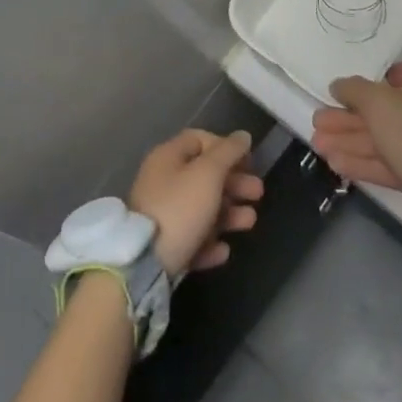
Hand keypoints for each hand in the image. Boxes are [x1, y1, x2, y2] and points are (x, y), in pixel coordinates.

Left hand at [129, 129, 262, 276]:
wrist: (144, 265)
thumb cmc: (179, 208)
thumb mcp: (208, 174)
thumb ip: (228, 153)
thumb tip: (243, 136)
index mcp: (168, 157)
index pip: (200, 140)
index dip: (226, 147)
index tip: (248, 162)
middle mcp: (162, 181)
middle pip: (204, 176)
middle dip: (234, 183)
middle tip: (258, 193)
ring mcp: (161, 215)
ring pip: (201, 209)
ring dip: (229, 213)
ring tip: (250, 222)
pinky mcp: (163, 247)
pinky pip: (192, 239)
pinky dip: (210, 242)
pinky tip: (224, 250)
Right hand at [311, 54, 401, 201]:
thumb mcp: (376, 100)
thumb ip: (353, 89)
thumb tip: (338, 85)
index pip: (394, 73)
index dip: (366, 84)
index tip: (342, 93)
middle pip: (382, 109)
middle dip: (347, 118)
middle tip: (318, 121)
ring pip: (382, 137)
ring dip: (348, 140)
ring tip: (317, 144)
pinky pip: (388, 160)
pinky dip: (362, 160)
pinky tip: (334, 162)